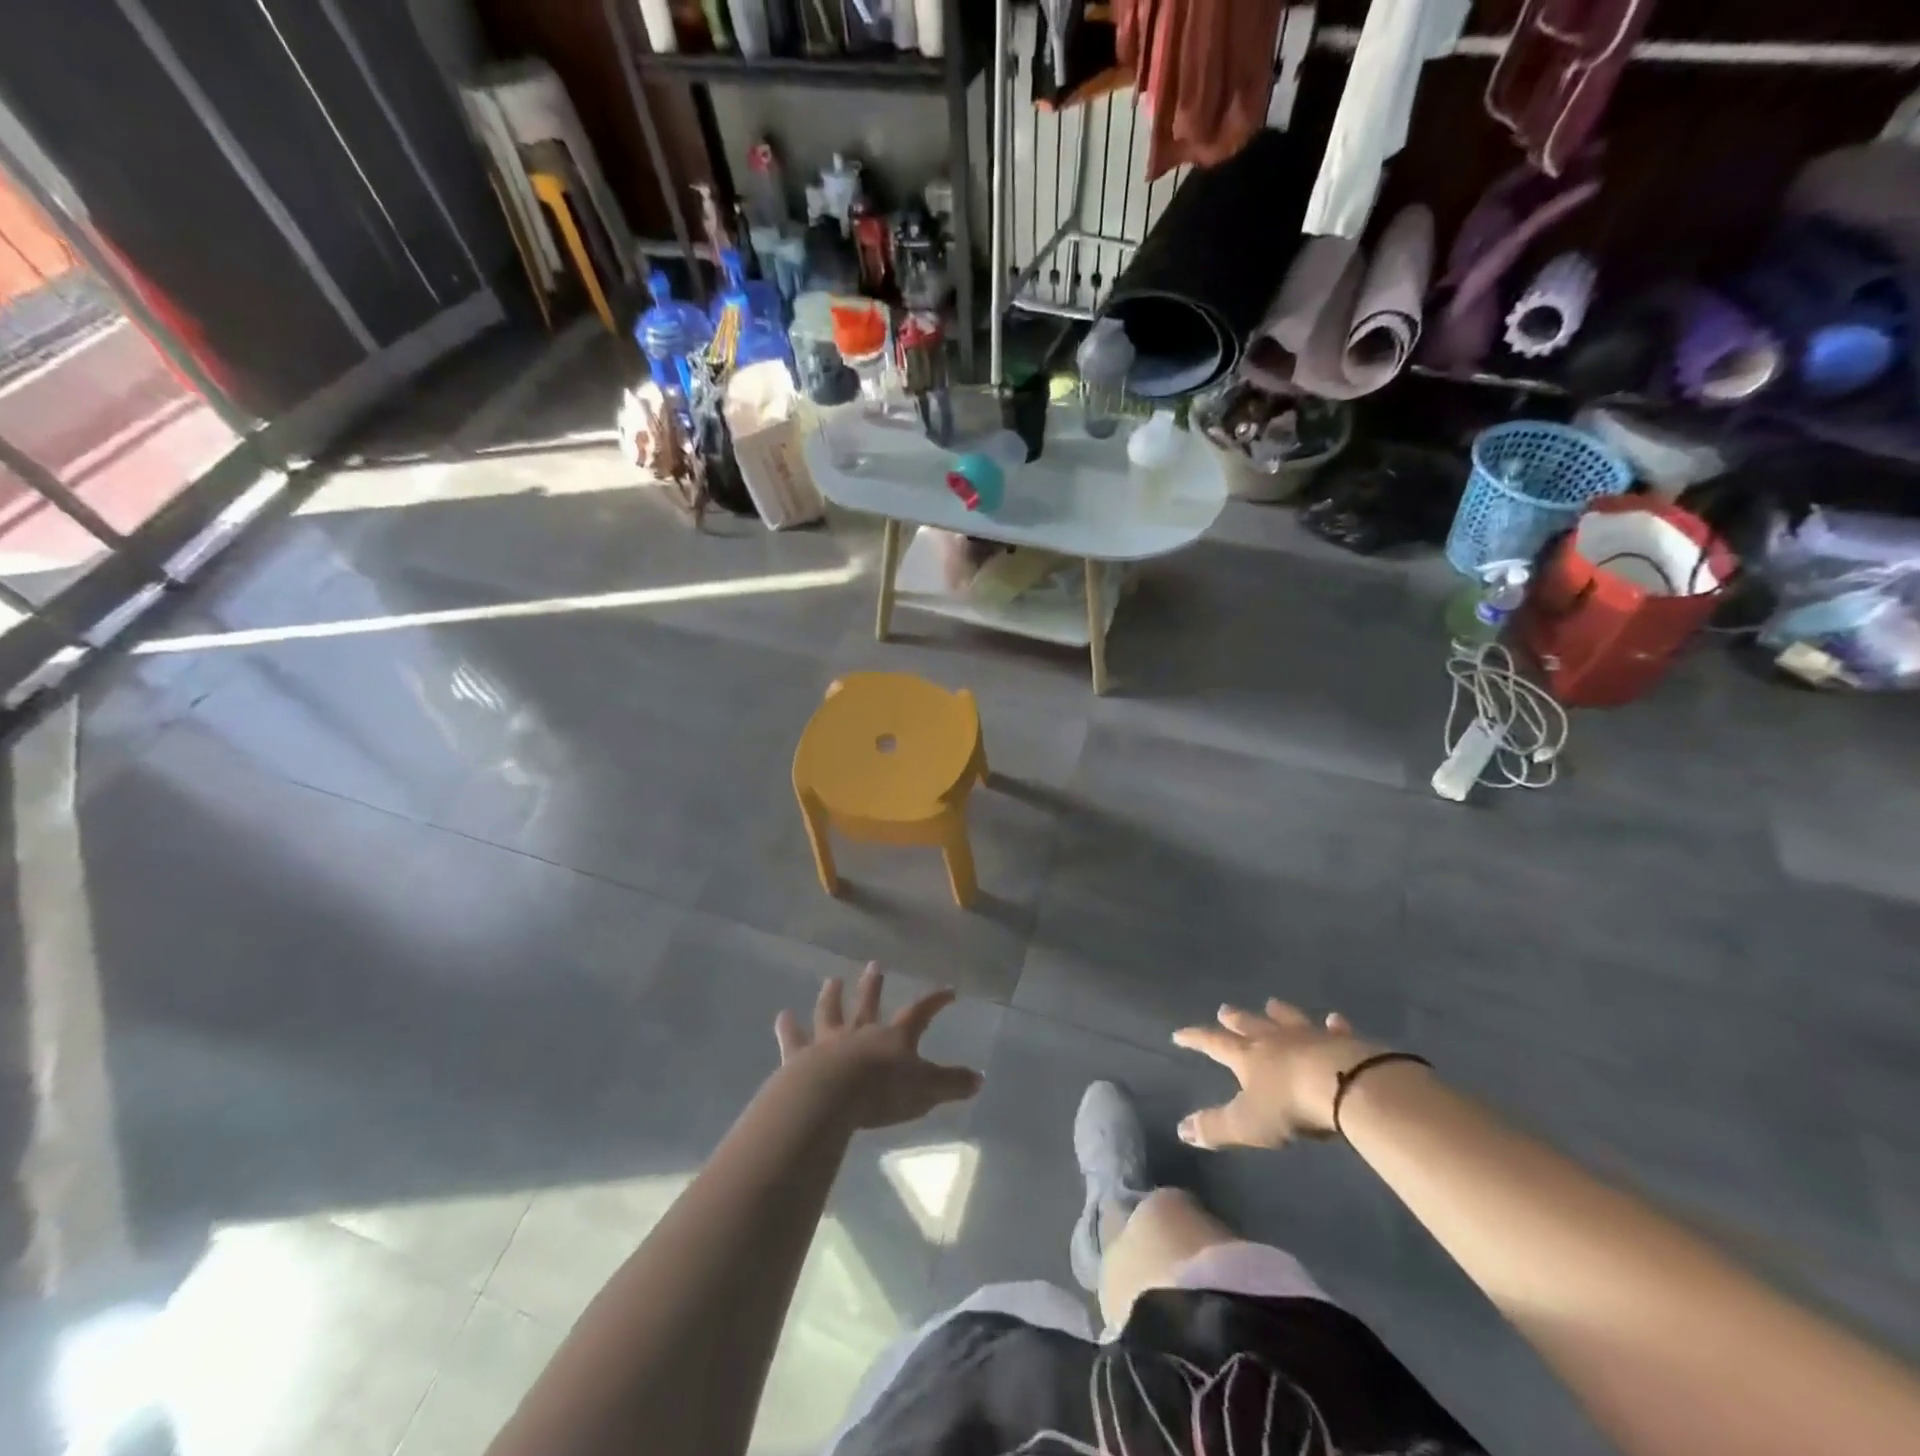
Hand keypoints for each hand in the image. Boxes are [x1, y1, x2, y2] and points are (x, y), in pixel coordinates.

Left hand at [775, 964, 983, 1129]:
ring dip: (832, 996)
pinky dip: (788, 1027)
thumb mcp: (926, 1090)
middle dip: (874, 985)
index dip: (935, 1000)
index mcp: (894, 1037)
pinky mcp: (800, 1057)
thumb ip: (951, 1084)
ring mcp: (828, 1042)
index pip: (921, 1012)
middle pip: (869, 1003)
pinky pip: (793, 1039)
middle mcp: (861, 1032)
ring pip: (830, 1013)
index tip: (948, 990)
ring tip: (831, 979)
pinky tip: (782, 1016)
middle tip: (874, 965)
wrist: (830, 1098)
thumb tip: (980, 1079)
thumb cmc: (882, 1092)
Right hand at [1171, 1000, 1383, 1149]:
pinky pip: (1335, 1030)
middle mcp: (1273, 1040)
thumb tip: (1180, 1130)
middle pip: (1249, 1025)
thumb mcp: (1247, 1124)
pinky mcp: (1342, 1043)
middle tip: (1224, 1009)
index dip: (1195, 1039)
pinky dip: (1333, 1025)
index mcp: (1247, 1057)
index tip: (1179, 1034)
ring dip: (1278, 1013)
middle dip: (1234, 1019)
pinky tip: (1335, 1019)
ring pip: (1287, 1019)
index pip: (1213, 1043)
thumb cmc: (1290, 1106)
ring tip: (1271, 1004)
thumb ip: (1215, 1127)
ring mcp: (1308, 1037)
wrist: (1345, 1086)